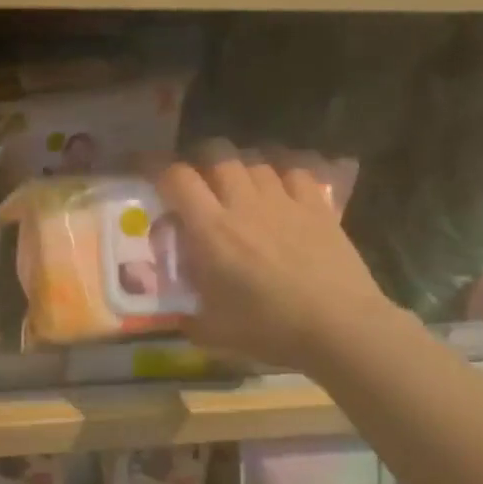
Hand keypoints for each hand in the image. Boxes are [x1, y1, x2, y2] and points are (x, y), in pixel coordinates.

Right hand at [156, 140, 395, 370]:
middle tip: (196, 176)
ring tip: (237, 178)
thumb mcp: (214, 330)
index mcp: (212, 230)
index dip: (154, 165)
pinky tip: (280, 180)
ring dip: (240, 163)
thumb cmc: (271, 329)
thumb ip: (189, 316)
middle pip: (216, 153)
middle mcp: (244, 204)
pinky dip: (282, 168)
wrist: (341, 327)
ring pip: (255, 158)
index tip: (142, 166)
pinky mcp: (318, 205)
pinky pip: (296, 169)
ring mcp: (284, 200)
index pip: (176, 178)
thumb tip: (179, 315)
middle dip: (200, 156)